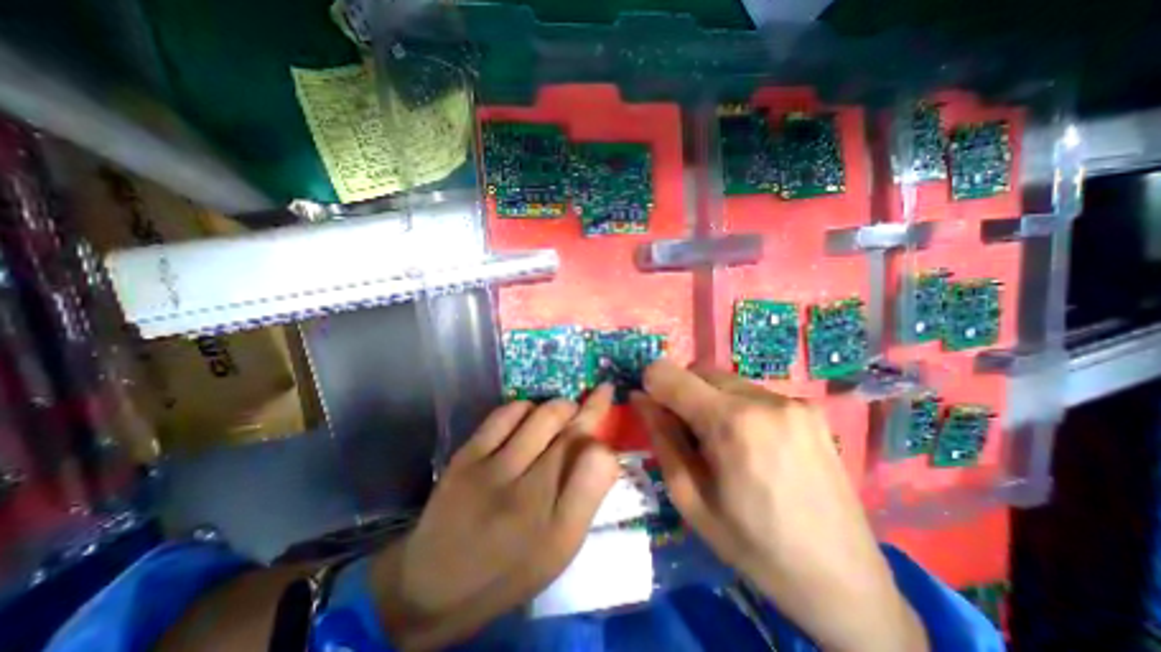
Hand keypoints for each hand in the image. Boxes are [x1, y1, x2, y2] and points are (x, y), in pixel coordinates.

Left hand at [376, 385, 619, 648]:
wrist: (434, 585)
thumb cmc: (508, 570)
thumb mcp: (558, 550)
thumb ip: (585, 499)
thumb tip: (603, 450)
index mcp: (557, 529)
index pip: (599, 463)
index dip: (608, 443)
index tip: (608, 429)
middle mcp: (528, 496)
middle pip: (573, 432)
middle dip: (593, 407)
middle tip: (599, 395)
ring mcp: (492, 471)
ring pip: (544, 414)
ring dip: (562, 407)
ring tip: (566, 412)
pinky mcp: (466, 456)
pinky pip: (507, 412)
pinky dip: (527, 407)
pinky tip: (529, 418)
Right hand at [631, 360, 932, 650]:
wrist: (845, 582)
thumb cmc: (754, 547)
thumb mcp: (690, 499)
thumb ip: (661, 438)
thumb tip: (640, 398)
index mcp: (731, 423)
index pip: (670, 374)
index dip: (652, 385)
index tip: (652, 408)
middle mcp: (763, 399)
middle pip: (699, 371)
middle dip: (682, 393)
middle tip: (687, 434)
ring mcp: (792, 400)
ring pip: (725, 380)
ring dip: (709, 400)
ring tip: (722, 443)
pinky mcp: (809, 408)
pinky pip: (752, 392)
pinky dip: (736, 406)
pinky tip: (751, 444)